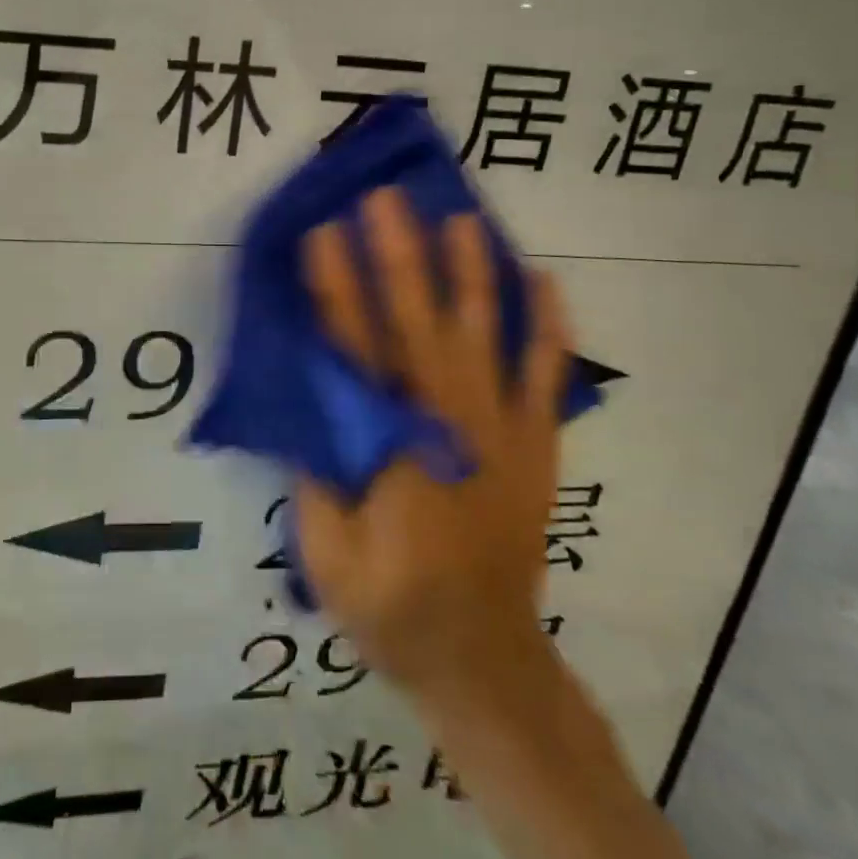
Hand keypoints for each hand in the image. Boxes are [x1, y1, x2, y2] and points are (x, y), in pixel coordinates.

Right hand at [295, 192, 699, 858]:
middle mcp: (451, 425)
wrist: (485, 660)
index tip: (321, 231)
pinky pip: (547, 374)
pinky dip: (548, 324)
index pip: (356, 350)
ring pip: (487, 334)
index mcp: (392, 448)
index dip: (337, 287)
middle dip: (401, 254)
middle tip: (385, 198)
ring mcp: (503, 431)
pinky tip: (543, 278)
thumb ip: (318, 464)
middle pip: (421, 323)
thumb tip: (309, 385)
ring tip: (460, 217)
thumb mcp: (327, 550)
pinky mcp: (537, 444)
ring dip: (472, 271)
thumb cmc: (392, 604)